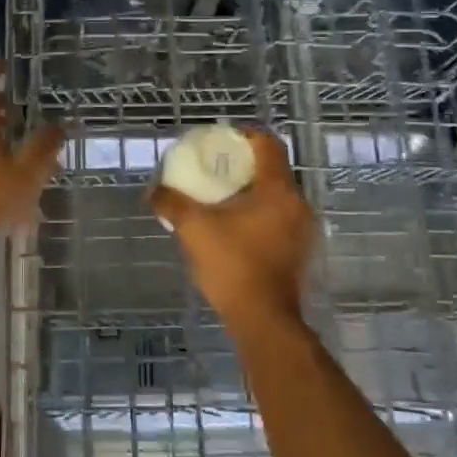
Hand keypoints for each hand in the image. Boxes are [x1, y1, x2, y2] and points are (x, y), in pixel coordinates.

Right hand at [150, 128, 314, 334]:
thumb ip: (172, 204)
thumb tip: (154, 191)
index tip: (222, 141)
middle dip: (244, 165)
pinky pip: (279, 217)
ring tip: (221, 198)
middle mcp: (297, 203)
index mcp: (278, 190)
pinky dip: (259, 213)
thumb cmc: (233, 266)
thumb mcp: (194, 229)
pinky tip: (235, 226)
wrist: (263, 320)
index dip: (245, 136)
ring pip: (277, 195)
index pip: (268, 144)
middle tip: (215, 168)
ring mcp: (303, 229)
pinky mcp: (299, 250)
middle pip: (273, 169)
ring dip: (252, 191)